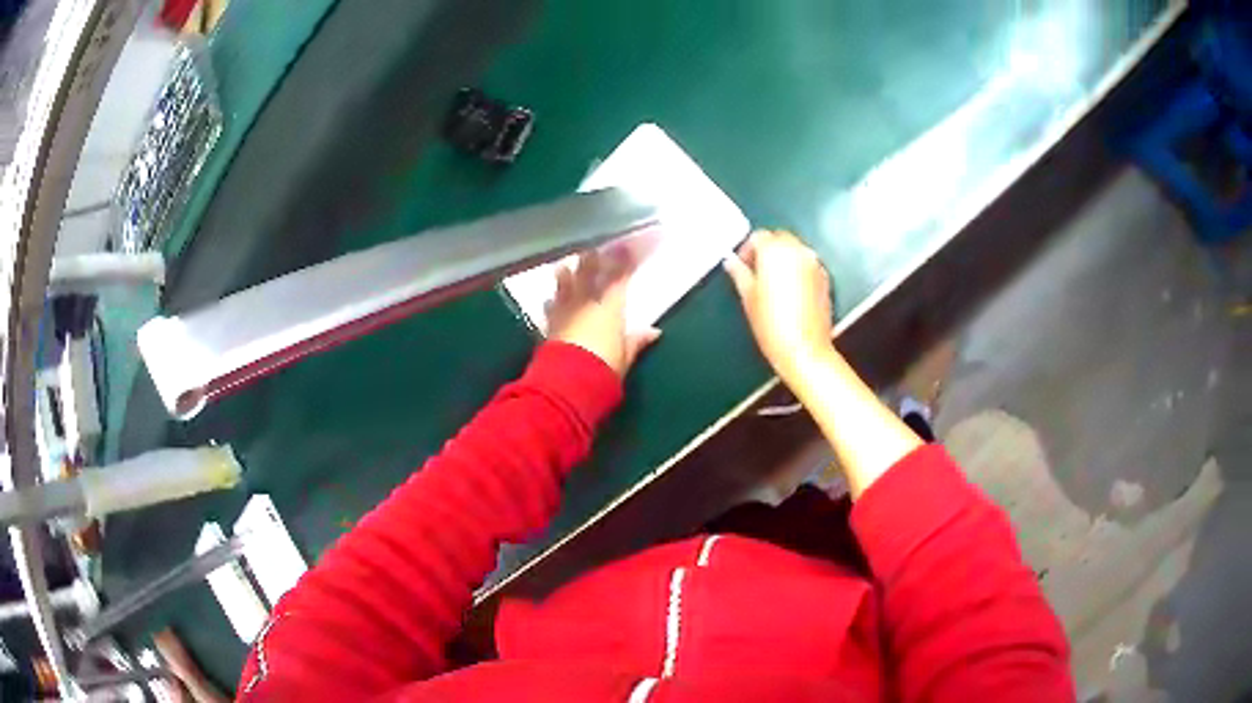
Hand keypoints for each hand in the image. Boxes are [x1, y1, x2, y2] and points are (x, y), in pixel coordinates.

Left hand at [547, 247, 660, 376]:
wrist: (568, 383)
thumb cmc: (604, 368)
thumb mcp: (625, 357)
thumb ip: (636, 341)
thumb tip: (653, 332)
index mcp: (610, 305)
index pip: (620, 276)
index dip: (625, 259)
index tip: (627, 245)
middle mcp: (586, 301)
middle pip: (589, 272)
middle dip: (592, 258)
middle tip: (594, 248)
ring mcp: (565, 311)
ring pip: (565, 283)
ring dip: (567, 273)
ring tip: (567, 265)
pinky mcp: (549, 325)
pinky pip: (550, 306)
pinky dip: (552, 301)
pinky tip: (549, 300)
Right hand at [723, 230, 835, 384]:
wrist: (805, 350)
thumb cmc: (772, 325)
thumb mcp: (748, 298)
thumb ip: (739, 274)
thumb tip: (731, 262)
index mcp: (775, 251)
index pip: (758, 236)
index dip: (747, 250)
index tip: (741, 266)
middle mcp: (798, 250)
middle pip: (779, 238)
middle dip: (767, 250)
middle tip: (755, 272)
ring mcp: (814, 263)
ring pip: (795, 249)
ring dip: (783, 258)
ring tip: (773, 282)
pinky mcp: (825, 277)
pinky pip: (807, 263)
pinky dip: (797, 269)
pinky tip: (790, 291)